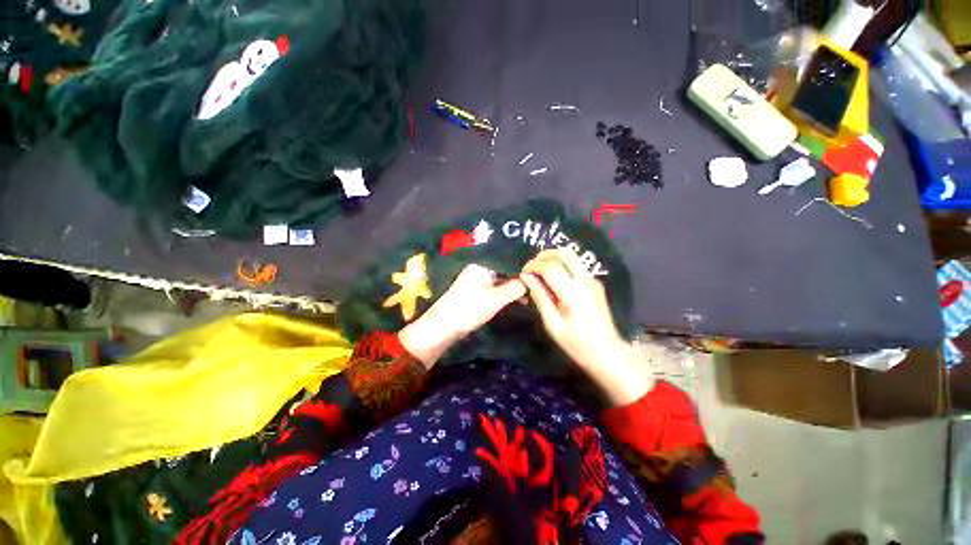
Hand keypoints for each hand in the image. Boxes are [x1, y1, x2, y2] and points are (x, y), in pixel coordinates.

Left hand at [399, 264, 526, 366]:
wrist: (443, 328)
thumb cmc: (469, 309)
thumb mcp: (496, 298)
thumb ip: (516, 287)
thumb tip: (532, 279)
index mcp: (482, 263)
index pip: (507, 259)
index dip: (523, 265)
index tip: (539, 271)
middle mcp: (480, 268)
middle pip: (505, 269)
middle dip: (520, 277)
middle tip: (538, 284)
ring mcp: (477, 280)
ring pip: (502, 279)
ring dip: (515, 286)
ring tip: (531, 294)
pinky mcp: (476, 291)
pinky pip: (496, 288)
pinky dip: (506, 293)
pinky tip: (519, 299)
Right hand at [521, 248, 653, 405]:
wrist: (607, 353)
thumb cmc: (577, 343)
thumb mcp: (553, 324)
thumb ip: (540, 297)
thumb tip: (526, 278)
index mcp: (573, 293)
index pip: (550, 267)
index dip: (534, 266)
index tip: (523, 272)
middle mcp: (585, 281)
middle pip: (564, 253)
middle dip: (544, 255)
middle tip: (531, 266)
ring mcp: (592, 280)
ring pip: (571, 257)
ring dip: (553, 259)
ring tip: (540, 272)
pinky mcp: (595, 283)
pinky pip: (575, 267)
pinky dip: (561, 266)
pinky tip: (553, 280)